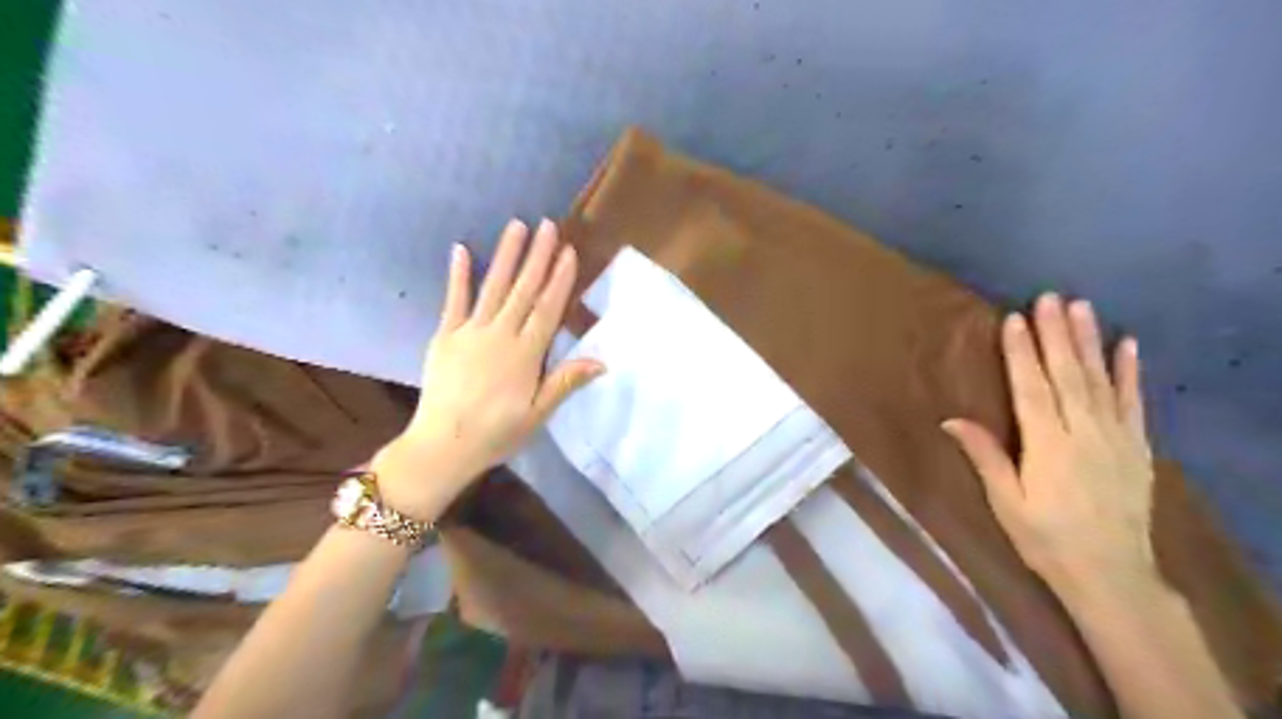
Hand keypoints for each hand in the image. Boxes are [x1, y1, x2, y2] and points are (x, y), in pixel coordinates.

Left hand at [378, 219, 607, 521]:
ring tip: (517, 226)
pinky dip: (458, 275)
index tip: (568, 252)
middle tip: (548, 225)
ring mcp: (470, 332)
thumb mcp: (538, 414)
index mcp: (526, 355)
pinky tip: (462, 249)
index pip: (548, 309)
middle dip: (538, 256)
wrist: (442, 446)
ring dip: (506, 256)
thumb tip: (602, 361)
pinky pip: (453, 301)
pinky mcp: (445, 336)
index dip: (559, 280)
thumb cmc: (497, 434)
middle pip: (524, 291)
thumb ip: (566, 382)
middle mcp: (500, 335)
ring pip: (494, 287)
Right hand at [938, 293, 1163, 588]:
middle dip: (1056, 334)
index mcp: (1047, 445)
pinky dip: (1130, 372)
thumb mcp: (1005, 502)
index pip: (1031, 388)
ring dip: (1089, 341)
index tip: (1015, 319)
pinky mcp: (1137, 446)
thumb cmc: (1045, 538)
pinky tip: (1127, 345)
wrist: (1111, 573)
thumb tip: (950, 419)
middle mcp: (1084, 432)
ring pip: (1099, 380)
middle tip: (1049, 297)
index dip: (1021, 353)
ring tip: (1081, 307)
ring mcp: (1116, 436)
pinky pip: (1133, 402)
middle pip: (1067, 375)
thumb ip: (985, 456)